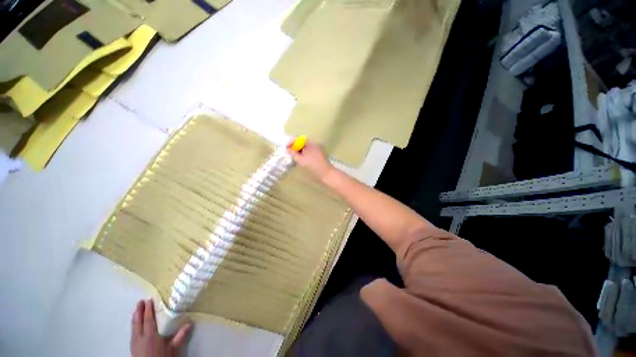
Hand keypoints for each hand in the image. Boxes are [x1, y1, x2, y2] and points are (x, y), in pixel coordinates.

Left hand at [131, 299, 191, 356]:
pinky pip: (132, 333)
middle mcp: (141, 337)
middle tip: (140, 301)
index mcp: (151, 336)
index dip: (148, 310)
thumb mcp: (172, 349)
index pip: (149, 320)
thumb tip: (190, 323)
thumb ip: (179, 336)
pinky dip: (133, 325)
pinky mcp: (132, 347)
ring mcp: (135, 343)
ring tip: (136, 310)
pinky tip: (134, 325)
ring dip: (135, 318)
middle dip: (139, 311)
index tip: (149, 300)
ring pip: (133, 327)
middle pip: (138, 322)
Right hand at [288, 141, 334, 181]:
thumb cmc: (313, 167)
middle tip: (290, 153)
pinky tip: (302, 159)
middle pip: (302, 142)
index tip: (286, 148)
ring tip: (295, 157)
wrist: (327, 174)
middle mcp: (315, 144)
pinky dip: (305, 153)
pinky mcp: (320, 154)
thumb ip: (293, 153)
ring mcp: (318, 149)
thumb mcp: (301, 160)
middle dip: (295, 147)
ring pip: (306, 147)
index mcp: (310, 143)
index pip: (298, 138)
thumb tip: (288, 149)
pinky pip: (310, 151)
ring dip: (300, 150)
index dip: (291, 142)